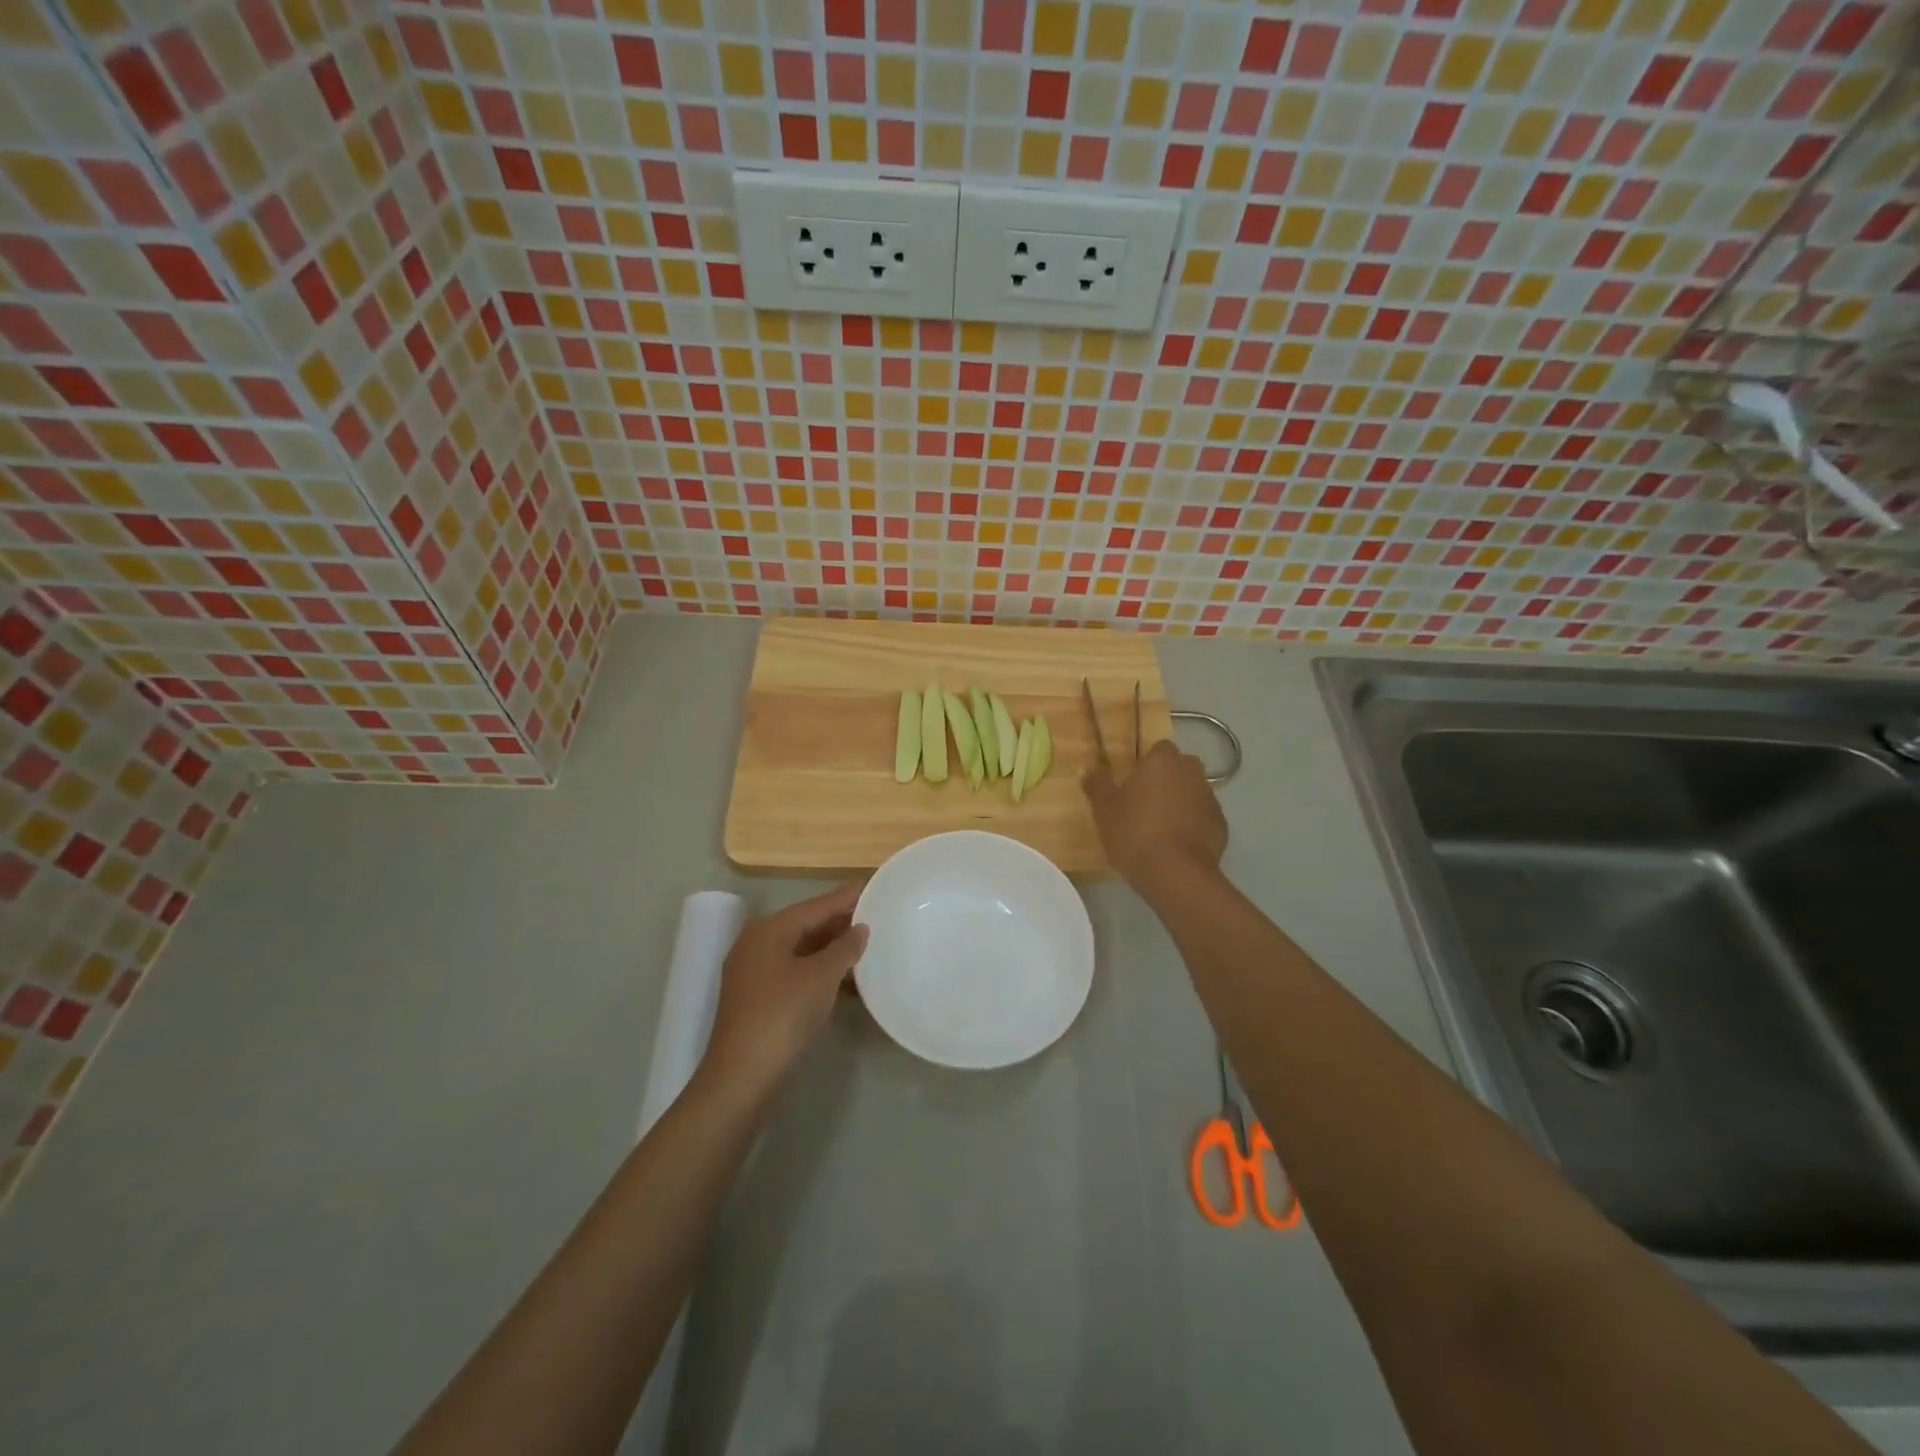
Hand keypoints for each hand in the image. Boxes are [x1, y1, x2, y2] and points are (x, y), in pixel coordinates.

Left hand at [699, 881, 868, 1100]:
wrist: (743, 1077)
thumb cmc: (783, 1015)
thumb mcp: (821, 976)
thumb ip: (845, 948)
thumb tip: (861, 928)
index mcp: (768, 930)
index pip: (815, 905)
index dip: (846, 896)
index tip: (873, 885)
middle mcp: (758, 945)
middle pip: (807, 925)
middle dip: (841, 922)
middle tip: (878, 914)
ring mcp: (756, 974)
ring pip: (803, 951)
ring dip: (834, 950)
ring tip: (870, 944)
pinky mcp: (760, 1000)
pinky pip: (798, 973)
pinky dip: (822, 973)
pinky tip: (849, 981)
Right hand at [1083, 739, 1227, 889]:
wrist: (1176, 874)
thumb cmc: (1134, 832)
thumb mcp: (1104, 810)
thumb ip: (1096, 785)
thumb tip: (1086, 768)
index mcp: (1163, 761)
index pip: (1159, 748)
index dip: (1147, 763)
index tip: (1133, 782)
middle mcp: (1192, 772)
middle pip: (1179, 768)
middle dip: (1166, 780)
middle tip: (1144, 804)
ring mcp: (1210, 799)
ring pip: (1193, 792)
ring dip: (1180, 802)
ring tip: (1160, 828)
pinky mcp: (1221, 825)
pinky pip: (1202, 817)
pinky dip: (1192, 825)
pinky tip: (1176, 845)